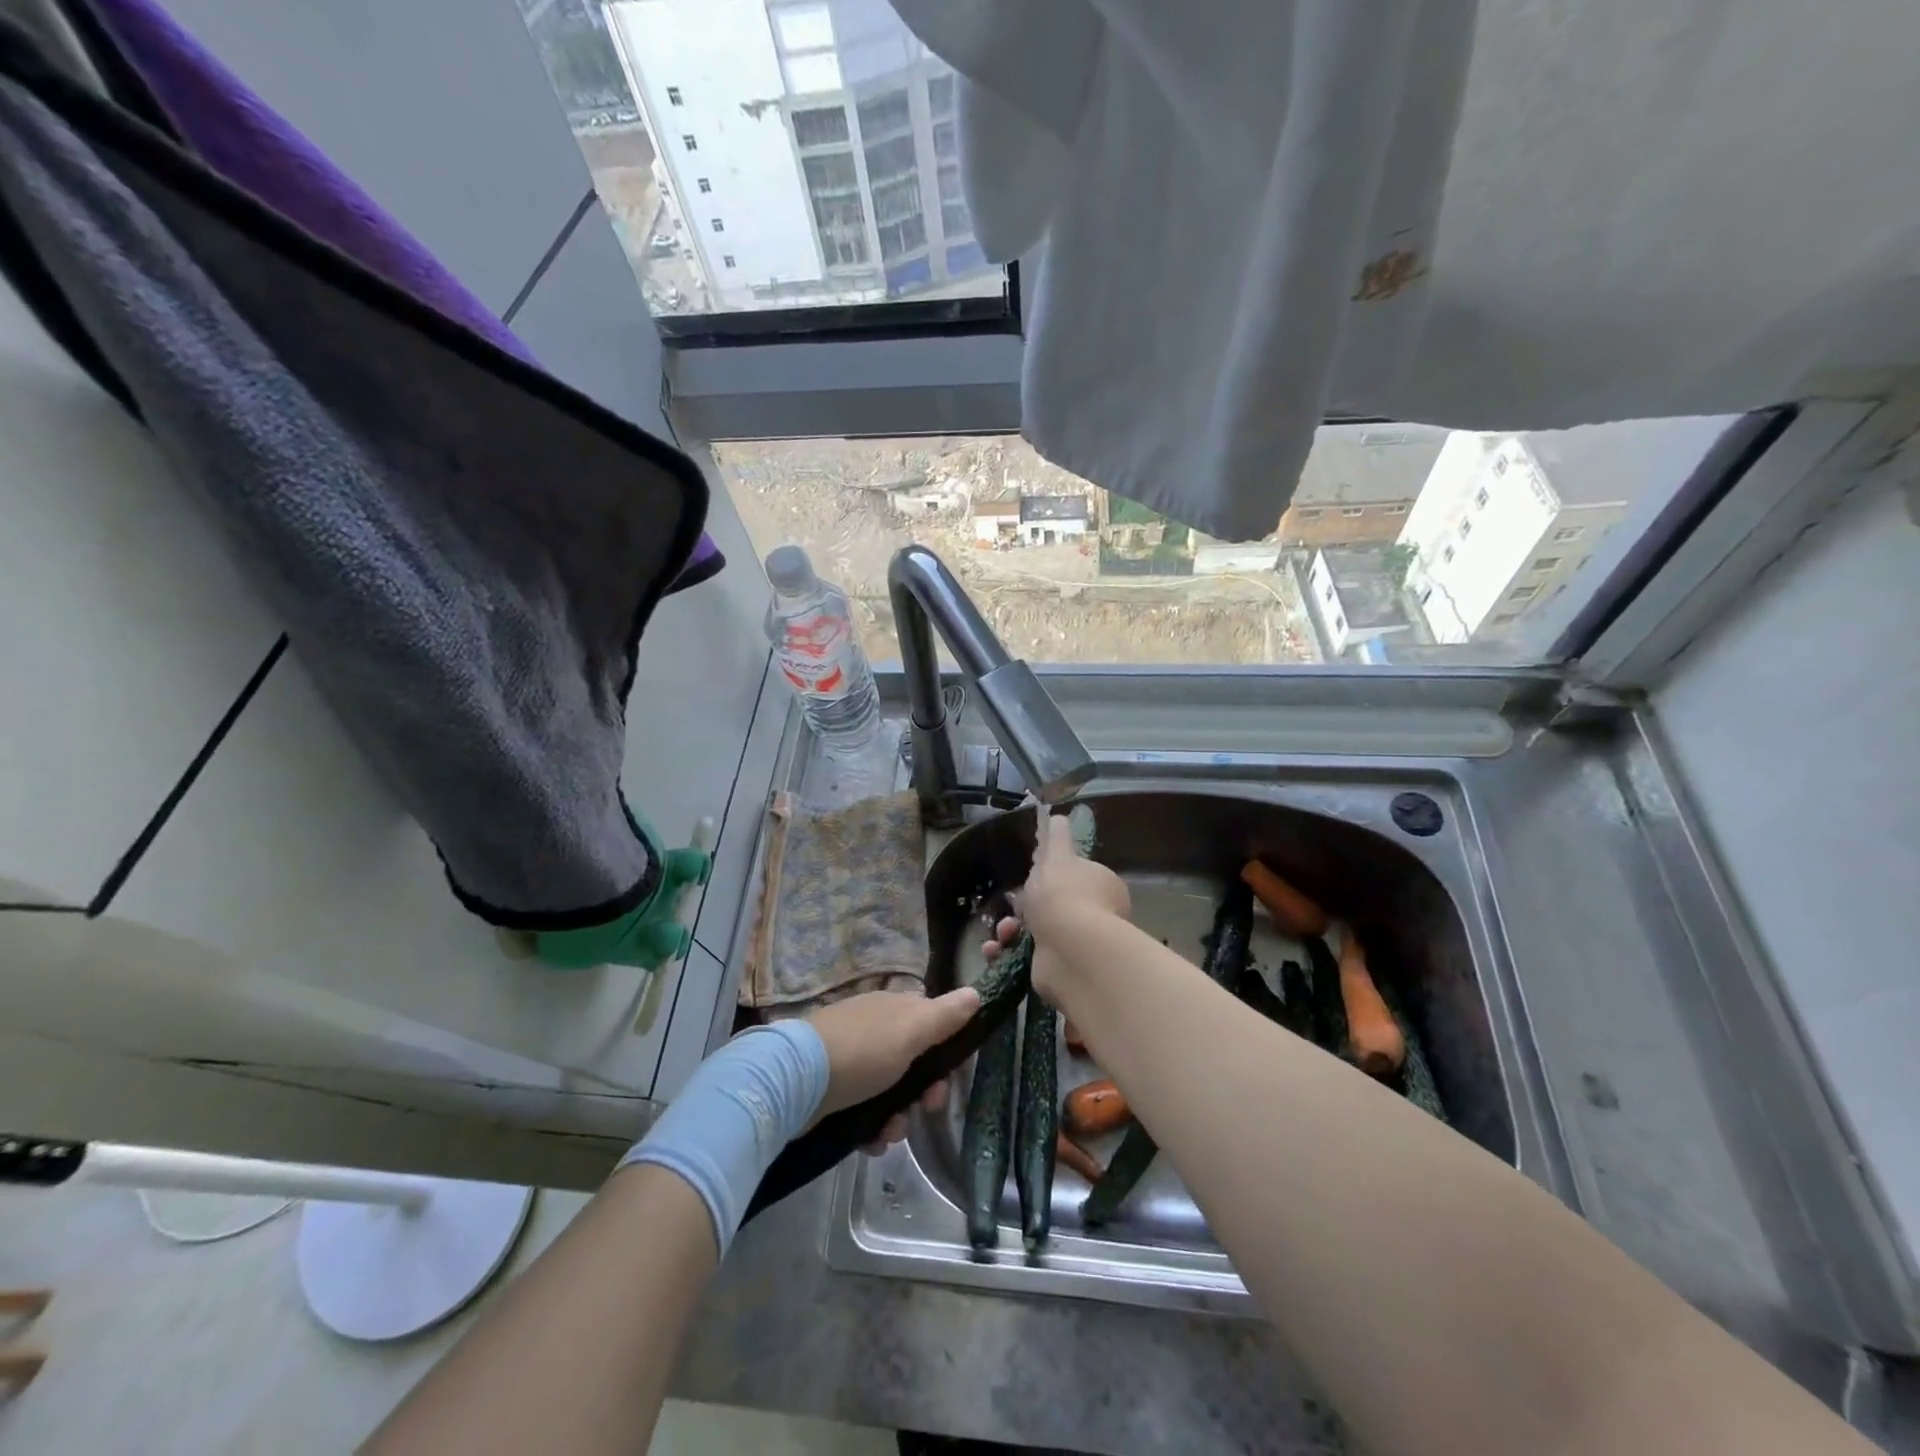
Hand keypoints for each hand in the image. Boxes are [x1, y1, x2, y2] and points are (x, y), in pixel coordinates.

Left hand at [805, 986, 979, 1150]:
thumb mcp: (911, 1032)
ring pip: (890, 1092)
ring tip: (888, 1134)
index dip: (945, 1054)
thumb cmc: (863, 1052)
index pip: (931, 1025)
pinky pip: (865, 1112)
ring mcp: (851, 1060)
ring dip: (897, 1118)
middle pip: (913, 1064)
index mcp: (893, 1010)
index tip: (948, 1079)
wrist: (796, 1081)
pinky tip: (870, 1142)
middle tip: (923, 1111)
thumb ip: (945, 1017)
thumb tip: (976, 993)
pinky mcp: (833, 1091)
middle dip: (923, 1093)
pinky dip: (872, 1128)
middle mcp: (874, 1030)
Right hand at [982, 811, 1130, 1001]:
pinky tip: (995, 949)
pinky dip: (1008, 952)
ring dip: (1011, 930)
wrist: (1070, 952)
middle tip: (1011, 907)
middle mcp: (1095, 916)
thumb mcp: (1056, 855)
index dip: (1050, 876)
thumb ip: (1055, 836)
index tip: (1030, 876)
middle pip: (1052, 905)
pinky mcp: (1059, 969)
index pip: (1074, 877)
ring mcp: (1077, 946)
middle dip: (1024, 906)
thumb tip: (1057, 816)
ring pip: (1036, 932)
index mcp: (1101, 886)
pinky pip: (1028, 957)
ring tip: (1003, 933)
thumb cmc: (1064, 895)